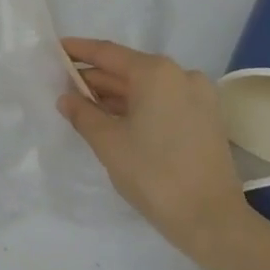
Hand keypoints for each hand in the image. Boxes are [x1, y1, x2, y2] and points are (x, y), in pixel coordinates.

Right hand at [58, 38, 248, 263]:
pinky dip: (139, 106)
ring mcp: (198, 95)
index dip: (80, 51)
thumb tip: (66, 98)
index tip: (57, 48)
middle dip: (97, 77)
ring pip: (147, 87)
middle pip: (129, 69)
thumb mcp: (109, 144)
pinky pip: (164, 101)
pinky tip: (116, 119)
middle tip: (64, 84)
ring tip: (84, 104)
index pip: (109, 53)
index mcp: (156, 72)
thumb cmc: (154, 175)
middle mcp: (180, 74)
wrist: (211, 220)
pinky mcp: (206, 117)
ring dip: (116, 94)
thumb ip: (83, 114)